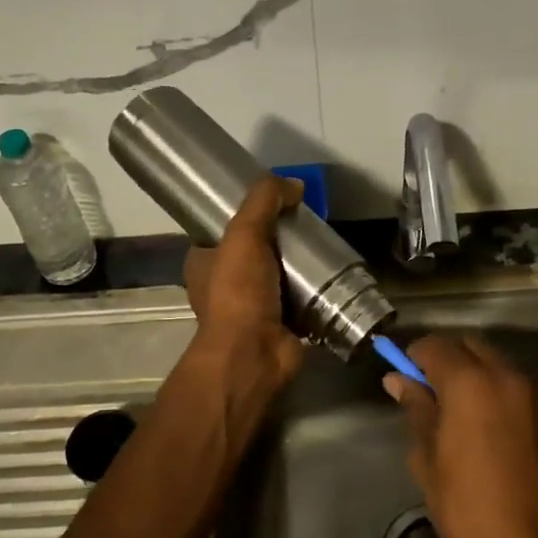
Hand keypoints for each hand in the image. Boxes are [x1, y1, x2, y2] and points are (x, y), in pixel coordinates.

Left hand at [183, 175, 306, 399]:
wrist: (255, 353)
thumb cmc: (238, 292)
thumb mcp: (244, 233)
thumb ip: (264, 202)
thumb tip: (293, 184)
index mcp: (204, 263)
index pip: (222, 230)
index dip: (245, 215)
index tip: (274, 202)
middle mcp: (224, 285)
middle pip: (256, 251)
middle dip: (279, 239)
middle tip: (306, 223)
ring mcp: (253, 307)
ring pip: (280, 275)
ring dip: (299, 265)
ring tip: (323, 244)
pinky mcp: (281, 324)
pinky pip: (301, 299)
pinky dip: (315, 290)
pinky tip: (334, 273)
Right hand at [384, 334, 537, 537]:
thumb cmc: (471, 509)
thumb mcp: (429, 460)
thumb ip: (417, 410)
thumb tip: (398, 380)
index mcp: (470, 383)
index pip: (434, 346)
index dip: (413, 356)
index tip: (403, 378)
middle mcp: (505, 376)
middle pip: (468, 345)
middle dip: (445, 358)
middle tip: (427, 391)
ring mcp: (533, 393)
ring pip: (494, 361)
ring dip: (472, 371)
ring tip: (456, 409)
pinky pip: (514, 383)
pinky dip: (494, 388)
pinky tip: (484, 423)